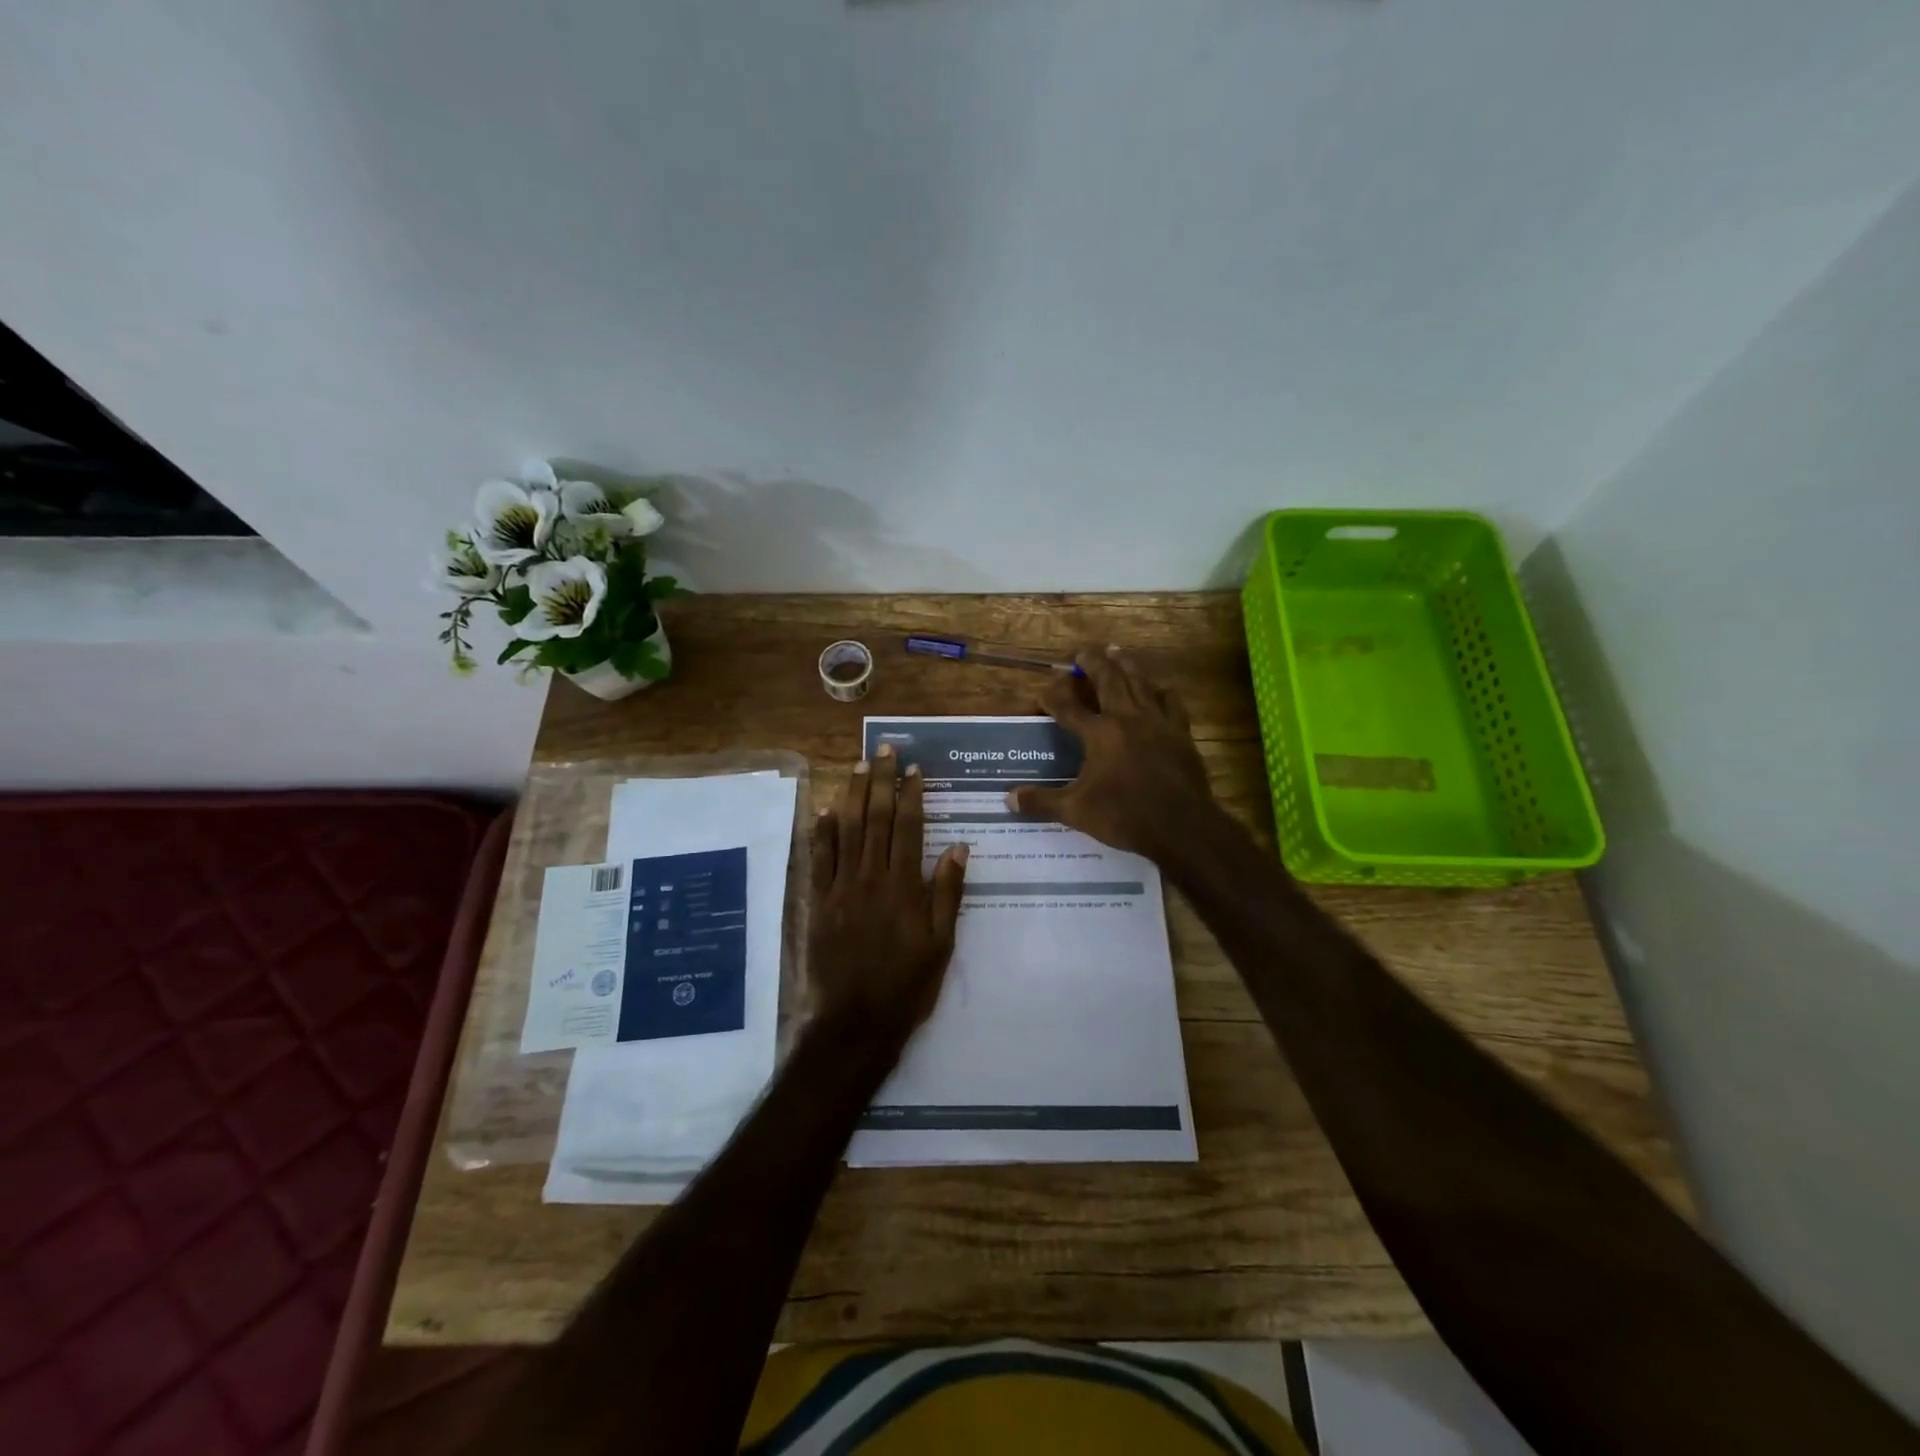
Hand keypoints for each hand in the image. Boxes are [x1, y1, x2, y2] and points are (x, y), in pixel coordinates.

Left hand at [809, 746, 968, 1049]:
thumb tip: (958, 846)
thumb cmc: (907, 985)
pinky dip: (822, 831)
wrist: (855, 1021)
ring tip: (858, 766)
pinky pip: (819, 858)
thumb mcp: (942, 943)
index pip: (908, 827)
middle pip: (875, 818)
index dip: (910, 795)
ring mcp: (840, 888)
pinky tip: (825, 810)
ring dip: (852, 795)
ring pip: (846, 830)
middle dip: (880, 781)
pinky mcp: (818, 902)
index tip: (913, 768)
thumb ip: (948, 893)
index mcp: (904, 886)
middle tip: (883, 750)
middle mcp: (871, 877)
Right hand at [1011, 646, 1217, 860]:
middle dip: (1092, 664)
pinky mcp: (1180, 733)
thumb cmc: (1124, 816)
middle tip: (1082, 653)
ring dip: (1125, 664)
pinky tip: (1160, 687)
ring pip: (1139, 682)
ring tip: (1116, 650)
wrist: (1180, 826)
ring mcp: (1157, 722)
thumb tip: (1009, 798)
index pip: (1068, 708)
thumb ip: (1042, 801)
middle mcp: (1126, 718)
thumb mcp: (1075, 811)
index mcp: (1099, 734)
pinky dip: (1162, 691)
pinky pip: (1171, 702)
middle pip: (1108, 681)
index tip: (1042, 690)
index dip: (1053, 697)